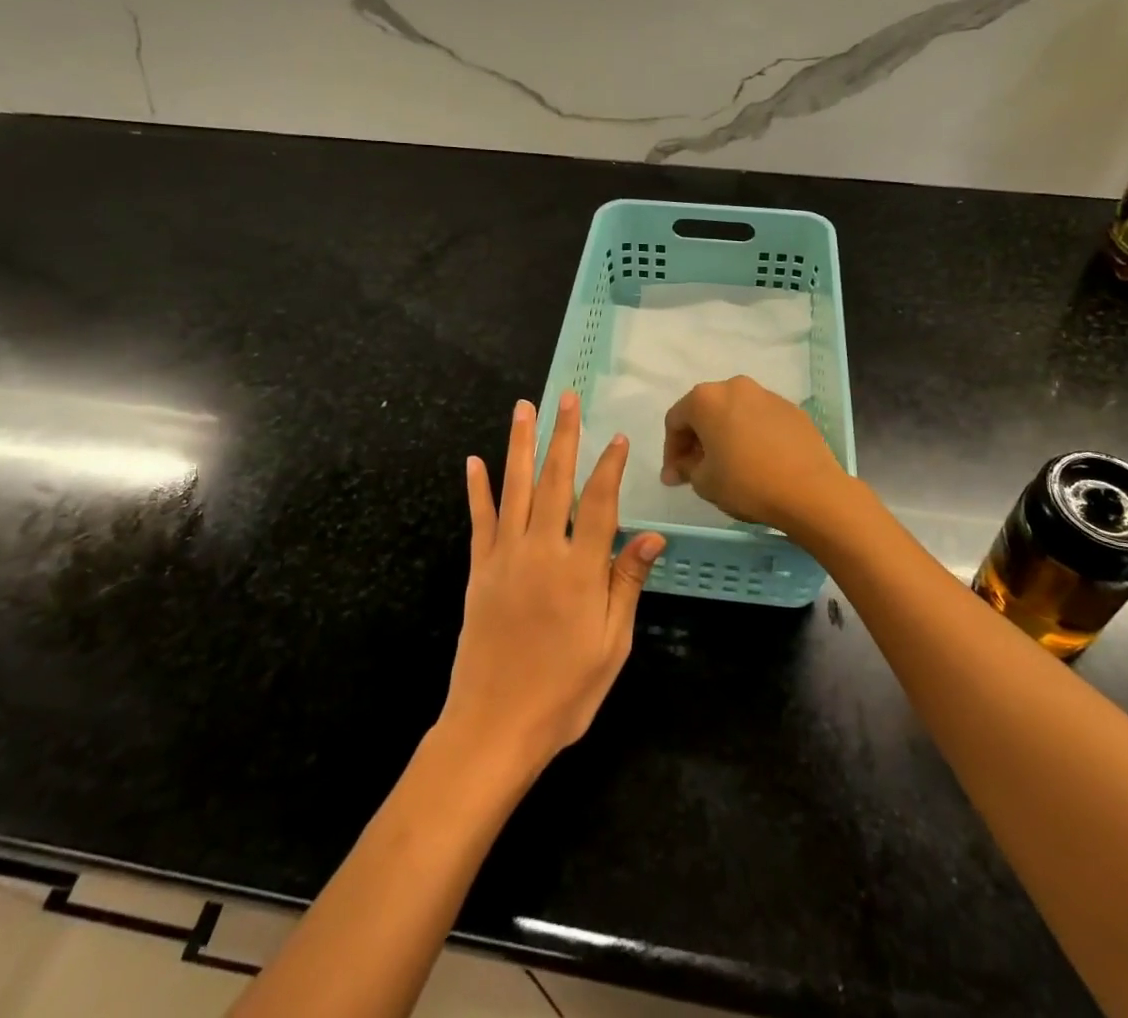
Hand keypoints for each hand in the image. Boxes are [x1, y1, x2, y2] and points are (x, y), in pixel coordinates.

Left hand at [439, 391, 663, 776]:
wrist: (494, 728)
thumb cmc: (564, 692)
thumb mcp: (612, 645)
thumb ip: (626, 584)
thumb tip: (653, 535)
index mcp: (580, 570)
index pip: (600, 503)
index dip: (610, 466)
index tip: (617, 436)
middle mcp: (541, 551)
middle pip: (555, 481)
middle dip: (563, 436)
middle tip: (565, 397)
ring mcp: (504, 557)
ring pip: (514, 488)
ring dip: (519, 445)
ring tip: (523, 408)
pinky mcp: (478, 570)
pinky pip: (478, 520)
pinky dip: (477, 488)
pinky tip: (474, 461)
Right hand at [661, 375, 848, 532]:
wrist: (810, 490)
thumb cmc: (747, 483)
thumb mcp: (704, 482)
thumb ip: (686, 468)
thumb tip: (682, 467)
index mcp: (706, 399)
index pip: (675, 420)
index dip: (671, 451)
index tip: (675, 478)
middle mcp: (735, 386)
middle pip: (705, 411)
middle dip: (696, 440)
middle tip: (697, 469)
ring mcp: (767, 395)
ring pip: (734, 412)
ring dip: (725, 434)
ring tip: (729, 464)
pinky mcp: (792, 409)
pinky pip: (760, 419)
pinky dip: (751, 435)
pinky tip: (758, 461)